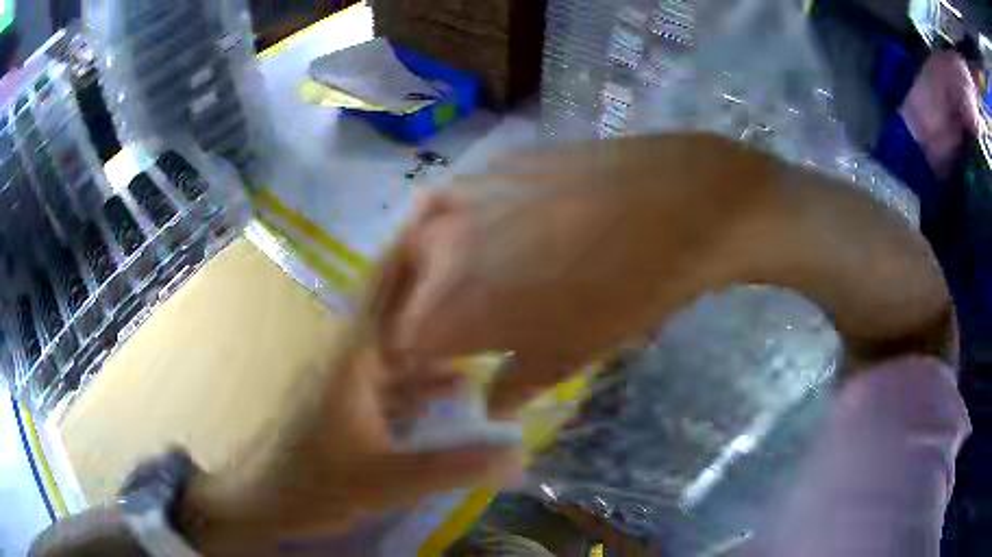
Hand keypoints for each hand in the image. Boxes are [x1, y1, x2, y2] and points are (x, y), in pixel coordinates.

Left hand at [180, 258, 523, 554]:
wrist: (262, 501)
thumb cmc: (311, 483)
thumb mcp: (383, 479)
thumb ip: (450, 467)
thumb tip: (517, 457)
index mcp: (353, 358)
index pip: (384, 288)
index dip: (411, 248)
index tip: (446, 213)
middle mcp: (353, 358)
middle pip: (401, 312)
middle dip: (442, 291)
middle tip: (491, 276)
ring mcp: (352, 382)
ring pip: (403, 349)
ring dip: (441, 342)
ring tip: (488, 330)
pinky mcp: (351, 405)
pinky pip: (397, 381)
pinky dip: (426, 380)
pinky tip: (459, 388)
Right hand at [386, 134, 951, 414]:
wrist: (684, 201)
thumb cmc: (629, 291)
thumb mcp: (571, 354)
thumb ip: (517, 383)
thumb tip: (492, 404)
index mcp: (452, 300)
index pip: (399, 343)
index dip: (411, 365)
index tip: (431, 375)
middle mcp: (440, 242)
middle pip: (399, 290)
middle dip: (416, 318)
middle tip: (448, 334)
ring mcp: (466, 191)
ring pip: (419, 242)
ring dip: (431, 271)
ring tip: (464, 286)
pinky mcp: (497, 163)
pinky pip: (454, 202)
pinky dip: (457, 227)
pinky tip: (488, 235)